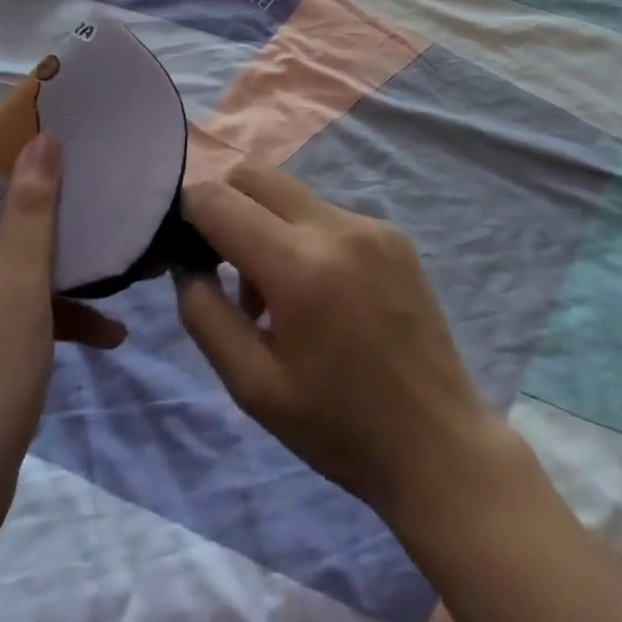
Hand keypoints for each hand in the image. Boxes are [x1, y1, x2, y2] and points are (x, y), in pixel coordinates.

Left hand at [0, 135, 123, 537]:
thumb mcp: (18, 287)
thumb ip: (33, 208)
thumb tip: (41, 137)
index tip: (49, 140)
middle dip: (38, 192)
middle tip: (92, 184)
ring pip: (4, 248)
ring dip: (53, 250)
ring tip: (110, 249)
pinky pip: (10, 296)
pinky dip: (49, 302)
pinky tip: (108, 329)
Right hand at [171, 167, 513, 528]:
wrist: (439, 447)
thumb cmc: (339, 428)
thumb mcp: (252, 387)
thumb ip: (205, 315)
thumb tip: (187, 265)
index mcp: (299, 266)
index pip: (220, 199)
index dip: (189, 211)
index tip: (182, 244)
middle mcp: (336, 227)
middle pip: (256, 174)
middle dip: (225, 204)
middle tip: (221, 262)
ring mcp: (370, 224)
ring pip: (291, 194)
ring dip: (265, 225)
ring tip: (275, 297)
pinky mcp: (393, 234)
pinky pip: (327, 214)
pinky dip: (304, 238)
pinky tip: (321, 296)